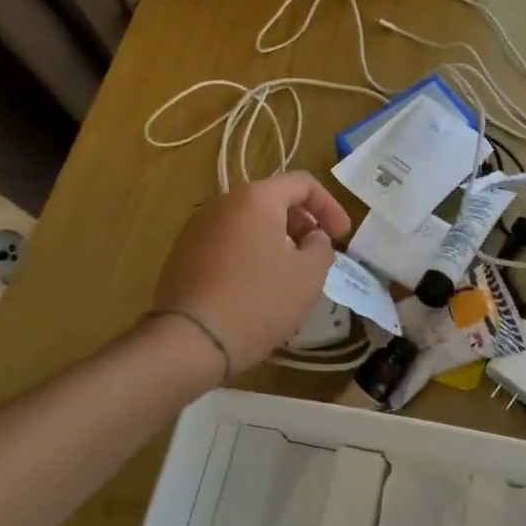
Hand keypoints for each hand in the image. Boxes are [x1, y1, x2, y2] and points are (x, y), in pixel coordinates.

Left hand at [152, 172, 352, 373]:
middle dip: (302, 224)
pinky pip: (227, 243)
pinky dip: (250, 254)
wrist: (189, 342)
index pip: (302, 183)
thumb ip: (321, 246)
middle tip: (317, 255)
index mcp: (255, 198)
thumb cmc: (258, 301)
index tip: (342, 236)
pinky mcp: (183, 255)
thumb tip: (312, 237)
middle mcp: (222, 203)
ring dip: (276, 240)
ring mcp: (197, 228)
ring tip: (289, 274)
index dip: (329, 206)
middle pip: (272, 200)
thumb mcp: (309, 275)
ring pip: (248, 223)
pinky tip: (257, 288)